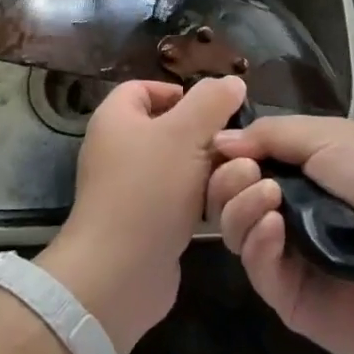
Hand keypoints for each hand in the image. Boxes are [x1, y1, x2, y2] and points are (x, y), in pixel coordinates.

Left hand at [38, 76, 246, 353]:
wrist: (119, 273)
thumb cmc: (149, 190)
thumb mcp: (186, 134)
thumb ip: (211, 102)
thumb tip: (232, 81)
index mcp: (116, 118)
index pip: (145, 88)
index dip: (179, 92)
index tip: (214, 108)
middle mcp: (117, 148)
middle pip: (167, 128)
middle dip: (203, 135)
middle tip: (235, 145)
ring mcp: (128, 188)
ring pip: (177, 166)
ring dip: (208, 172)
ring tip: (238, 177)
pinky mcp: (142, 222)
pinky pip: (176, 199)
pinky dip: (199, 201)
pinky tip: (224, 207)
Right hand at [206, 116, 353, 353]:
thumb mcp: (333, 138)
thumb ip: (273, 134)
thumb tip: (220, 139)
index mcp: (297, 167)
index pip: (242, 155)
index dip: (226, 148)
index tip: (216, 141)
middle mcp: (283, 205)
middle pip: (227, 192)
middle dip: (227, 177)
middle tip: (247, 172)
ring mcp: (283, 251)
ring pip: (233, 227)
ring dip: (239, 205)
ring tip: (267, 198)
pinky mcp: (286, 293)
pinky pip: (254, 265)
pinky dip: (256, 241)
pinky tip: (274, 228)